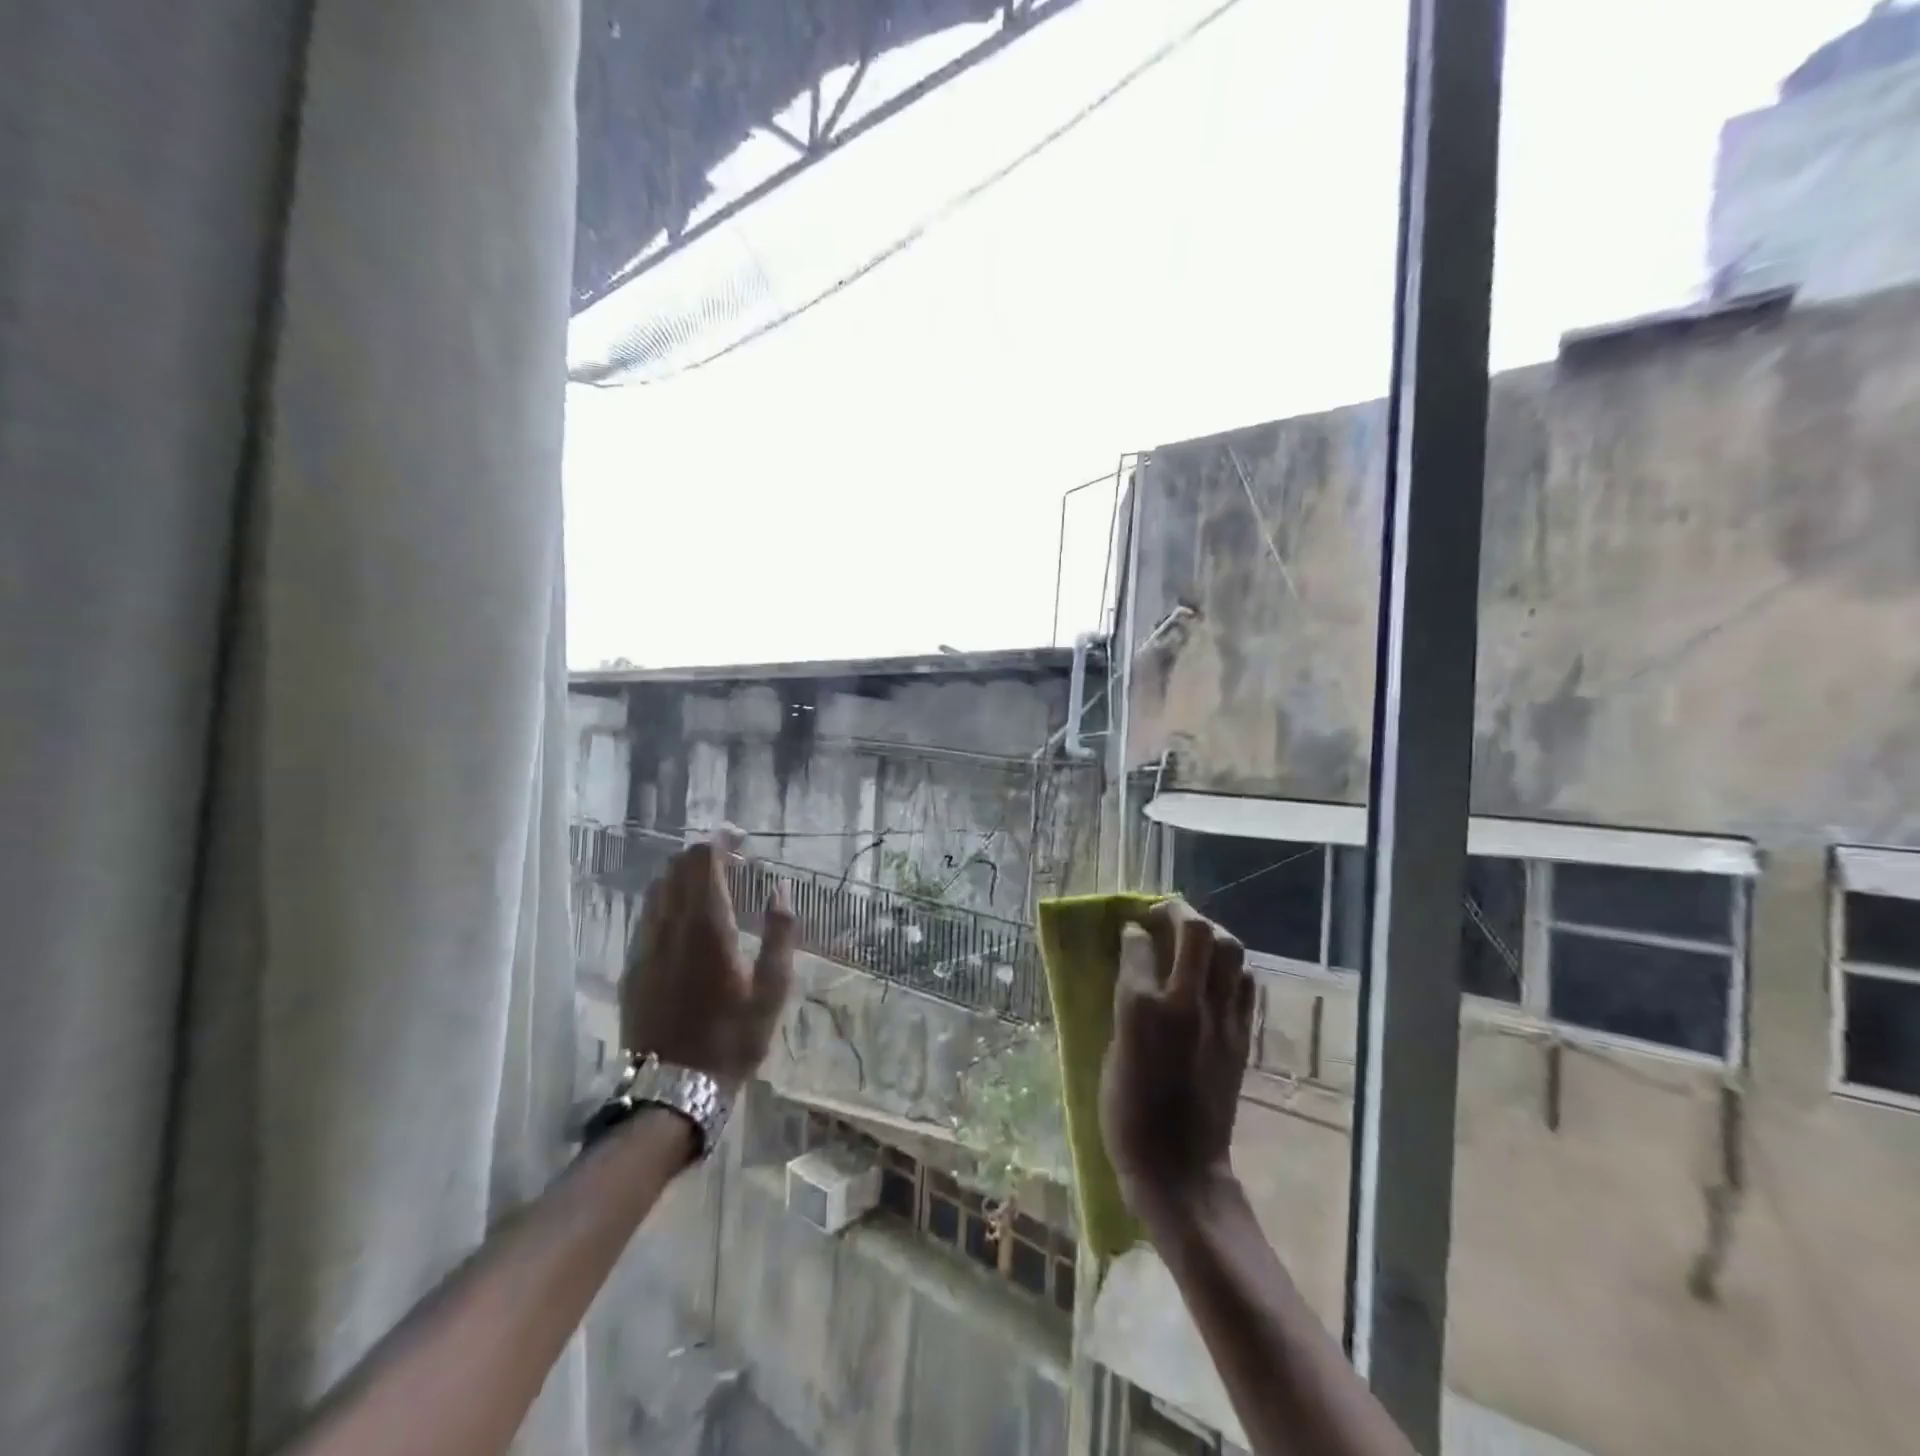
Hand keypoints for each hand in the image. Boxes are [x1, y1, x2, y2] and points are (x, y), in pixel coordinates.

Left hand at [619, 831, 794, 1093]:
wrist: (673, 1089)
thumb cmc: (733, 1038)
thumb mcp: (772, 989)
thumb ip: (779, 933)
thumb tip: (780, 890)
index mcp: (707, 926)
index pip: (704, 861)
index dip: (721, 840)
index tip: (741, 837)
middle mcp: (670, 926)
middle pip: (677, 867)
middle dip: (703, 853)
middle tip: (732, 860)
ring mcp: (645, 945)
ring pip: (658, 888)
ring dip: (683, 876)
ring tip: (711, 885)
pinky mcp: (633, 965)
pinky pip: (647, 915)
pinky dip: (667, 901)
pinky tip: (686, 919)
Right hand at [1099, 900, 1254, 1222]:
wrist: (1180, 1169)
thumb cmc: (1127, 1115)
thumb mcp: (1110, 1052)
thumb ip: (1126, 1005)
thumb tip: (1134, 974)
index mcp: (1141, 1008)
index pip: (1139, 943)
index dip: (1132, 930)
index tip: (1129, 930)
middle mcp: (1185, 1002)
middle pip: (1195, 930)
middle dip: (1176, 910)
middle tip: (1161, 914)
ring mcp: (1221, 1018)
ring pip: (1230, 949)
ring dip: (1209, 934)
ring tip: (1192, 939)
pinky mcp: (1242, 1037)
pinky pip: (1244, 984)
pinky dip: (1230, 970)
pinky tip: (1214, 978)